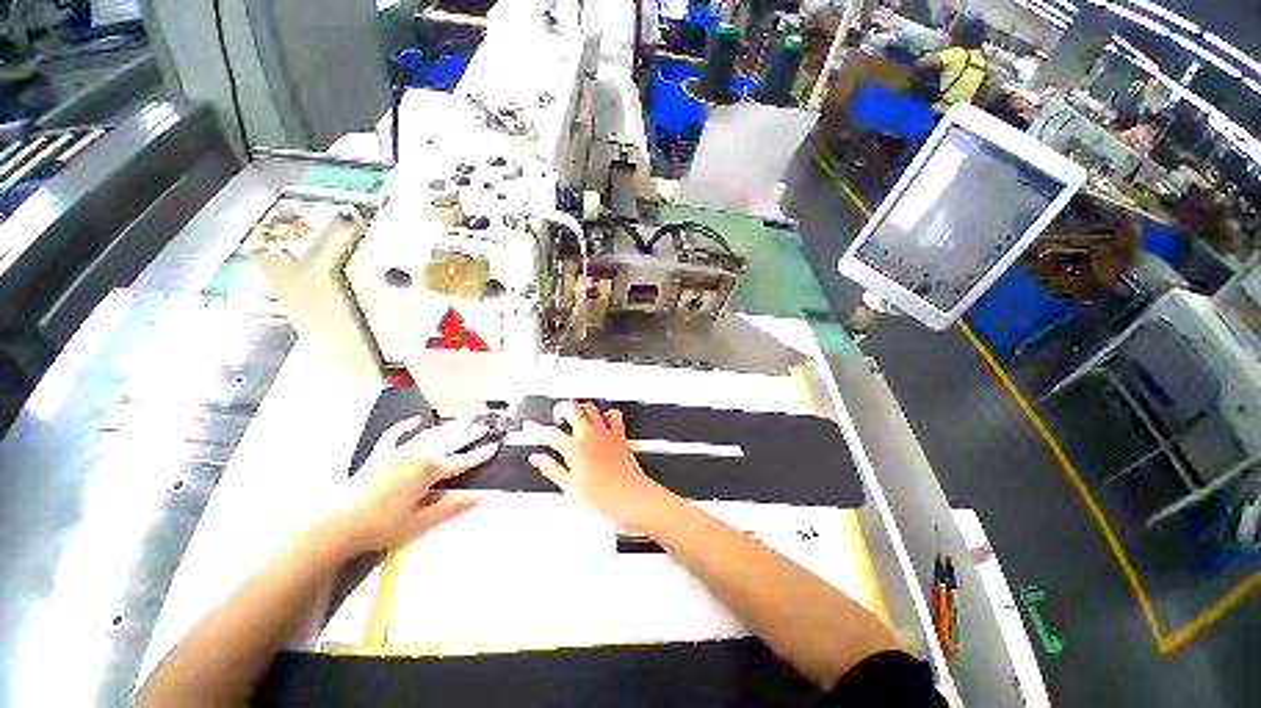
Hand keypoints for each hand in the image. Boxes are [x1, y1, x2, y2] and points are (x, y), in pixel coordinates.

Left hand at [329, 418, 496, 553]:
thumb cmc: (381, 527)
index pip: (461, 462)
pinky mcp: (379, 455)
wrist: (336, 525)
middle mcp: (416, 456)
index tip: (495, 446)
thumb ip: (451, 507)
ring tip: (459, 420)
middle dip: (467, 434)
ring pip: (427, 436)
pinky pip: (394, 436)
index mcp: (428, 472)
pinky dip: (404, 427)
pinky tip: (413, 421)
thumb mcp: (420, 523)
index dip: (479, 455)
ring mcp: (397, 453)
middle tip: (482, 424)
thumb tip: (480, 496)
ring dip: (445, 428)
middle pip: (447, 442)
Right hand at [527, 401, 672, 531]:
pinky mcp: (619, 434)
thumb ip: (551, 468)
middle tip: (557, 420)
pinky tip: (601, 423)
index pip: (550, 432)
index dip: (538, 431)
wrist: (630, 498)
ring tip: (575, 419)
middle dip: (560, 409)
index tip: (534, 431)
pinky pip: (613, 415)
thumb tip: (537, 459)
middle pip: (571, 408)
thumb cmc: (601, 497)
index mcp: (573, 448)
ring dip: (580, 409)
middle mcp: (589, 434)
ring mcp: (605, 431)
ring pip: (590, 407)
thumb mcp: (569, 486)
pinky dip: (606, 415)